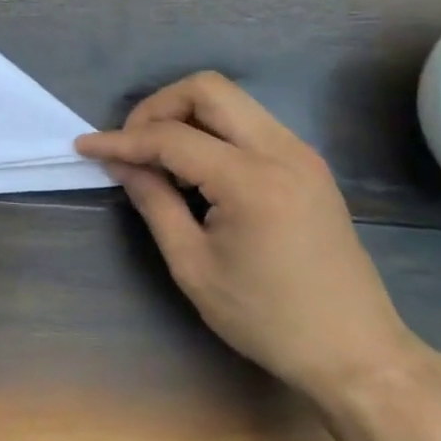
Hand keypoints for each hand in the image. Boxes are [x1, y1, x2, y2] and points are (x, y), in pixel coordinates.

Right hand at [76, 72, 419, 403]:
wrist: (356, 351)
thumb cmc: (266, 319)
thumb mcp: (193, 266)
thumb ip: (154, 203)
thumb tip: (121, 164)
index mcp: (251, 181)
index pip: (172, 137)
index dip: (121, 140)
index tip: (84, 147)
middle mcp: (281, 151)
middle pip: (207, 89)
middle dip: (157, 107)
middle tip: (131, 145)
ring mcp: (301, 153)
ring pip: (230, 100)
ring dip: (185, 116)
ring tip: (158, 160)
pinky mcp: (307, 164)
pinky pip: (248, 123)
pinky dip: (211, 130)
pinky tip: (194, 169)